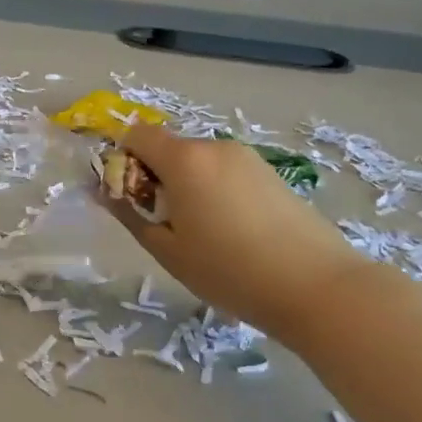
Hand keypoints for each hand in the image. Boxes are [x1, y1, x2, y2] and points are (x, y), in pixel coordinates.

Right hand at [107, 125, 362, 342]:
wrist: (317, 286)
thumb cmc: (229, 271)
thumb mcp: (167, 249)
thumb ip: (129, 214)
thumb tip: (104, 191)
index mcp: (184, 159)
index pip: (136, 135)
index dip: (124, 160)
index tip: (131, 199)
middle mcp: (215, 147)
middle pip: (168, 148)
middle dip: (156, 177)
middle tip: (166, 224)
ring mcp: (247, 158)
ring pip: (198, 162)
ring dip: (187, 186)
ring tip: (203, 234)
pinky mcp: (271, 173)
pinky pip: (226, 172)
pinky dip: (215, 191)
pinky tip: (233, 232)